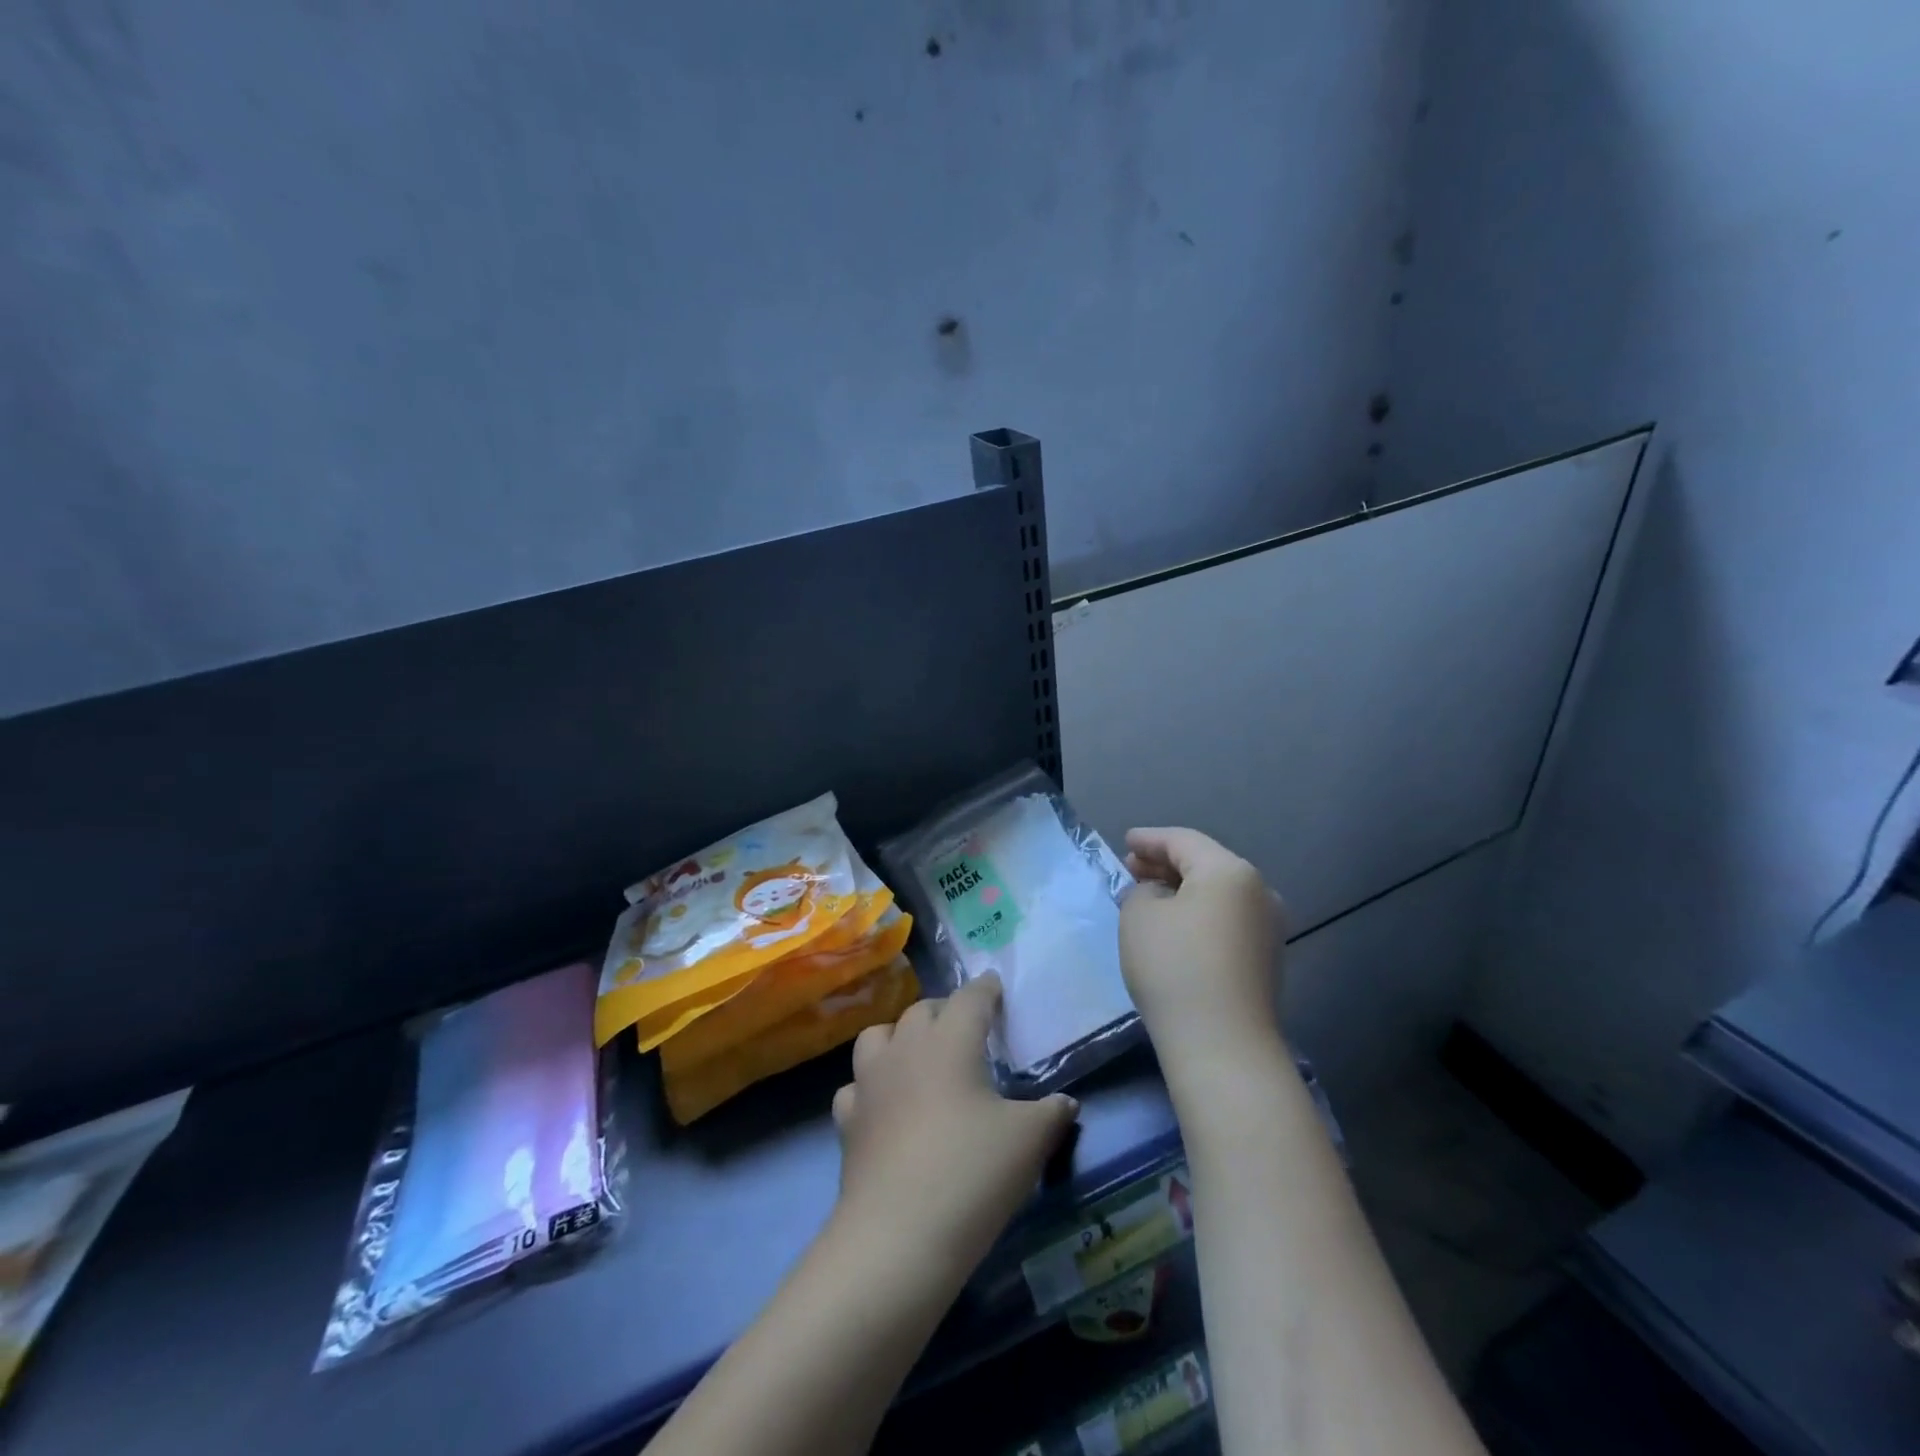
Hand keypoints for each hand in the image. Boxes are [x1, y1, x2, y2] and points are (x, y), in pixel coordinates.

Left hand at [831, 974, 1078, 1277]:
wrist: (899, 1234)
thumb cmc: (972, 1172)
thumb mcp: (1029, 1141)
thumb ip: (1051, 1114)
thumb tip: (1065, 1103)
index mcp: (950, 1040)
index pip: (970, 998)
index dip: (985, 989)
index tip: (994, 986)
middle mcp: (906, 1048)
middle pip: (922, 1010)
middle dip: (945, 1011)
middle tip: (966, 1029)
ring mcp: (870, 1081)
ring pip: (879, 1036)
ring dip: (899, 1037)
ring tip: (919, 1056)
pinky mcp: (848, 1119)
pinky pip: (856, 1086)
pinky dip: (871, 1086)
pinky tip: (885, 1105)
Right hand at [1120, 827, 1286, 1068]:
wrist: (1223, 1045)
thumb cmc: (1174, 967)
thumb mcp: (1139, 915)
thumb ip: (1143, 891)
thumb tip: (1161, 897)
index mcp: (1229, 871)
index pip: (1183, 841)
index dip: (1150, 839)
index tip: (1125, 841)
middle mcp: (1259, 891)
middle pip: (1206, 864)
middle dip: (1166, 864)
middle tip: (1132, 868)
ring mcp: (1268, 927)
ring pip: (1218, 893)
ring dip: (1183, 890)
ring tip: (1150, 896)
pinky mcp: (1266, 959)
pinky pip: (1227, 919)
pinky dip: (1199, 914)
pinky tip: (1175, 926)